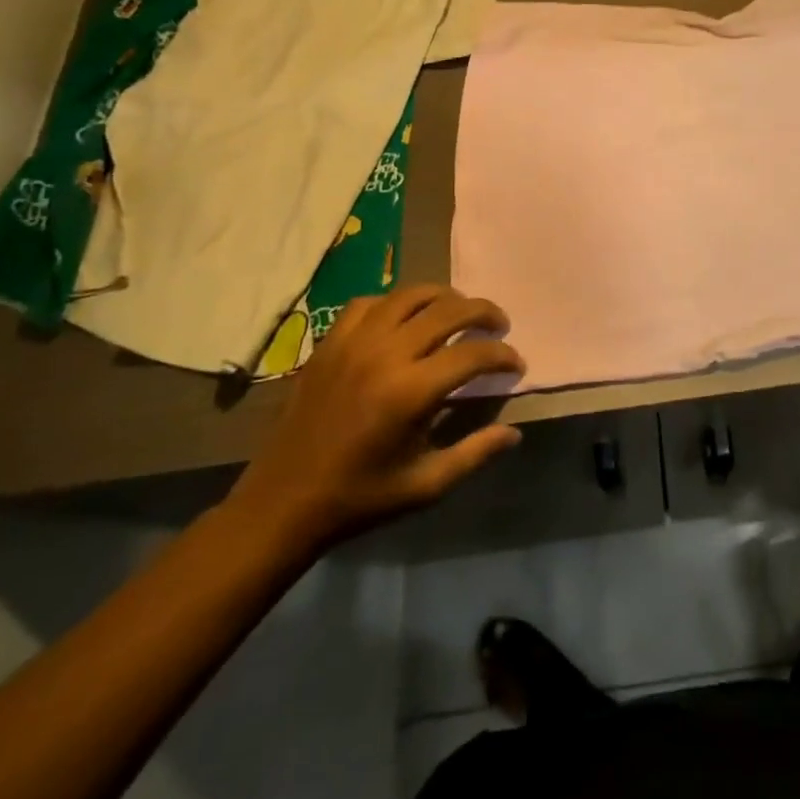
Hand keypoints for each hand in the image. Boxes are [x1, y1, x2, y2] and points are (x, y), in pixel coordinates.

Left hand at [226, 284, 524, 556]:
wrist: (283, 503)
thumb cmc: (360, 497)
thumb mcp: (426, 485)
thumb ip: (475, 453)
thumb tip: (514, 432)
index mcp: (411, 392)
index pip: (473, 354)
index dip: (503, 355)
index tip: (516, 365)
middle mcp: (385, 355)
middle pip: (448, 310)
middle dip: (484, 312)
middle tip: (499, 326)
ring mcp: (353, 343)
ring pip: (410, 295)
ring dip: (444, 297)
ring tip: (459, 311)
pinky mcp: (328, 344)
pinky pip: (369, 303)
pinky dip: (395, 303)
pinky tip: (404, 320)